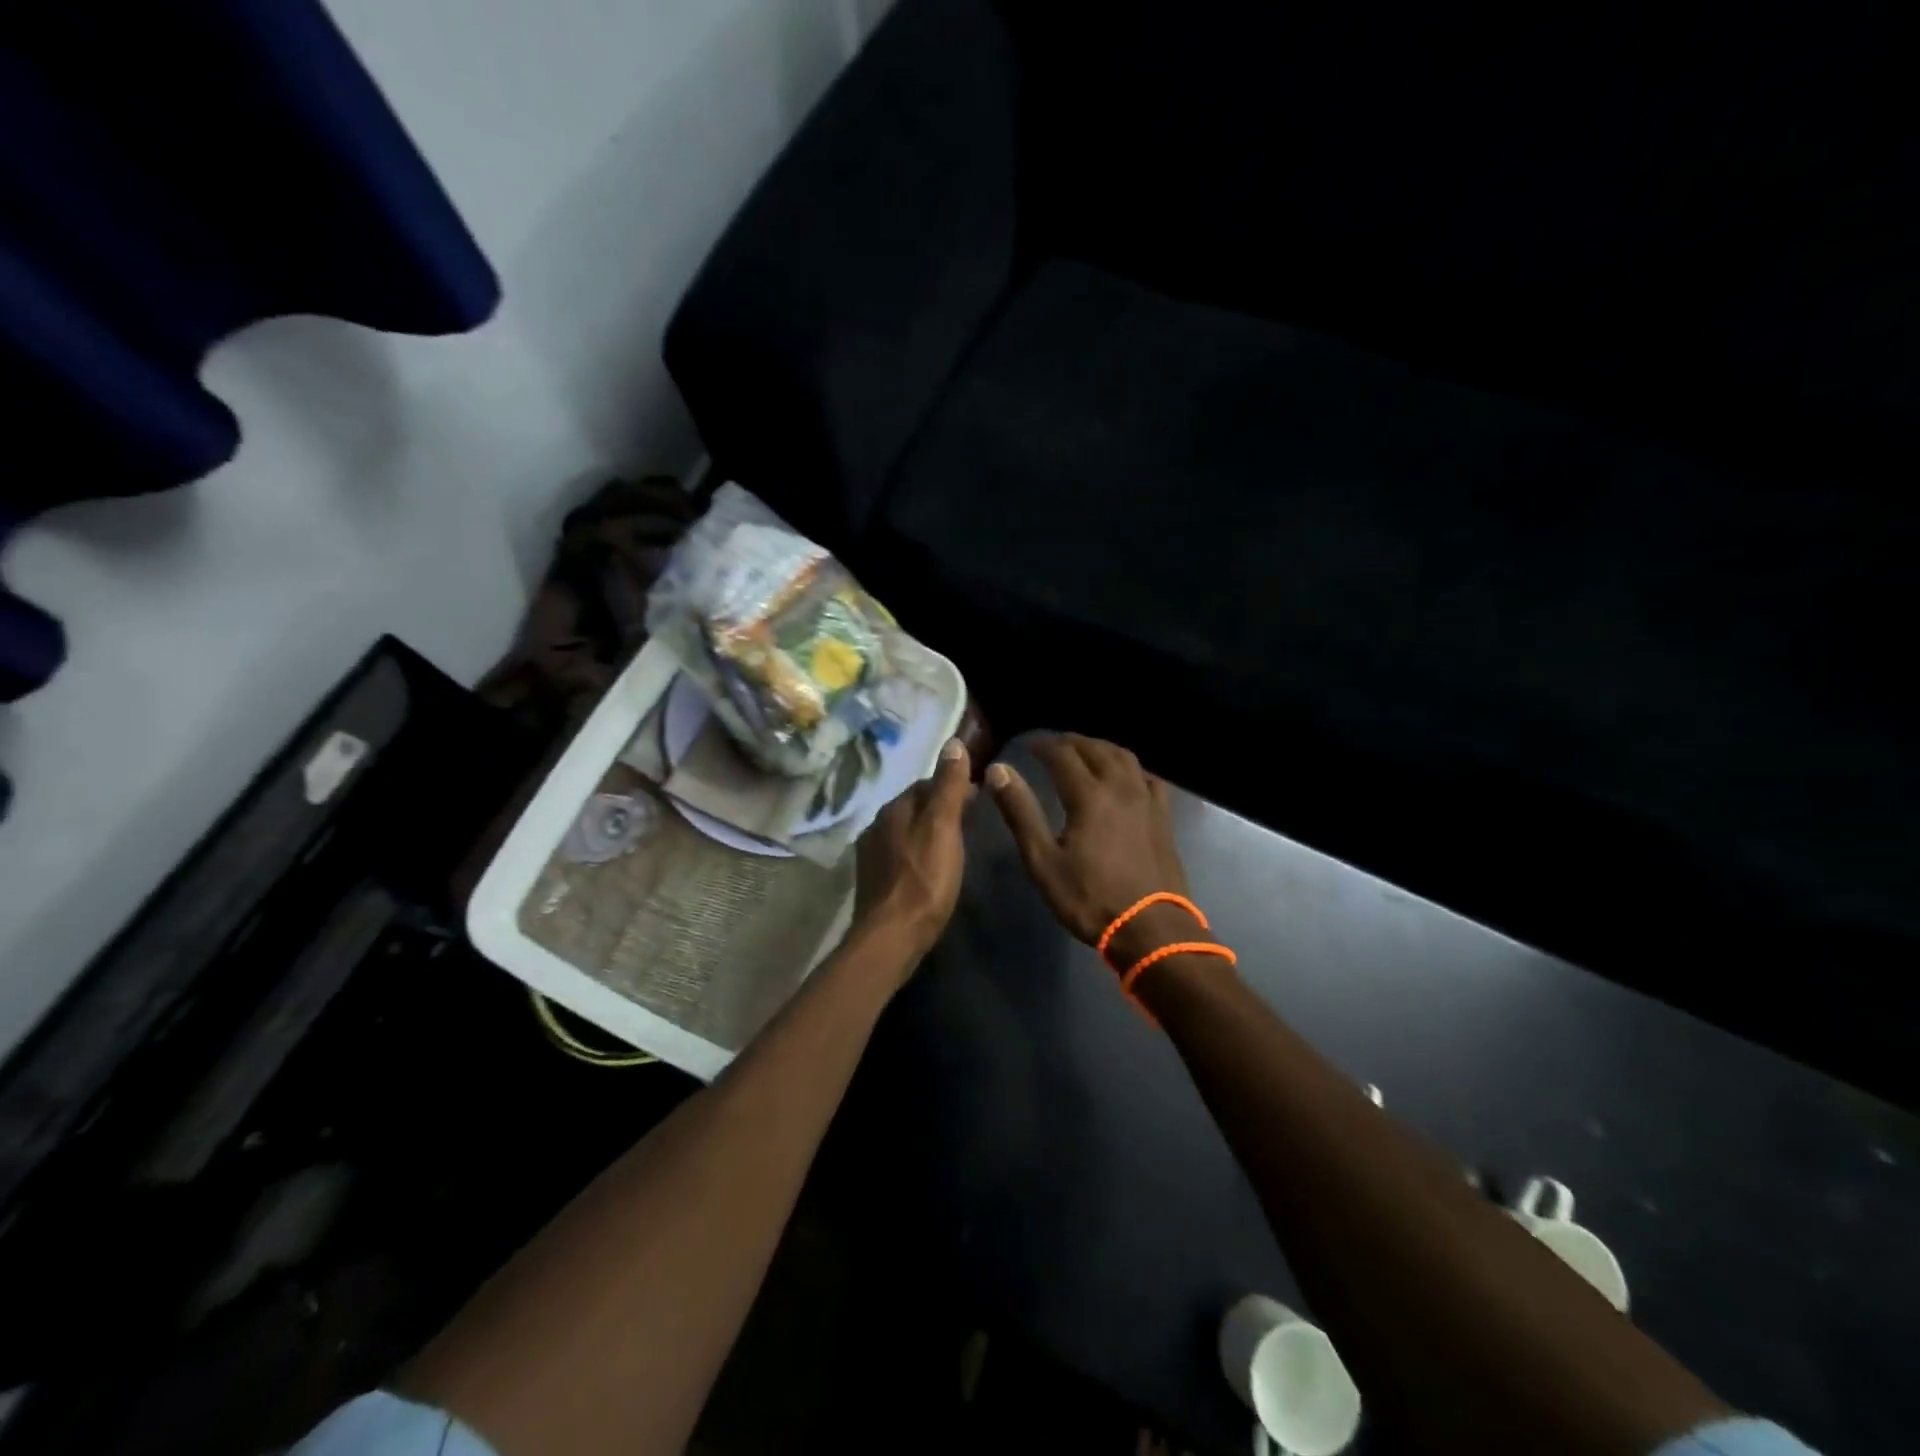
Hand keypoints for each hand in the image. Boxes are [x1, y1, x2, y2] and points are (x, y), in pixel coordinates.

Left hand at [855, 738, 974, 967]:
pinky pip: (898, 854)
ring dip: (926, 830)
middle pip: (913, 806)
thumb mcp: (944, 827)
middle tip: (969, 820)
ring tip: (952, 844)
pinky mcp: (873, 880)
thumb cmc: (925, 879)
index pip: (925, 783)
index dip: (951, 786)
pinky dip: (916, 853)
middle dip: (938, 807)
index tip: (977, 795)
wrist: (892, 936)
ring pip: (905, 830)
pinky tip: (929, 868)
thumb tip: (953, 742)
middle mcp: (877, 825)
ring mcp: (871, 854)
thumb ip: (949, 786)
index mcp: (894, 808)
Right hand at [986, 735, 1192, 963]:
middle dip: (1071, 742)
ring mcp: (1146, 801)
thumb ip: (1021, 812)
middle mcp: (1121, 787)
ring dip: (1101, 748)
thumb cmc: (1090, 898)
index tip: (1027, 744)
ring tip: (1085, 753)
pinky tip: (1125, 776)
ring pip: (1124, 757)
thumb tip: (999, 771)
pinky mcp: (1163, 817)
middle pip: (1096, 749)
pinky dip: (1130, 767)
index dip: (1043, 745)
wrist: (1151, 928)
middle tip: (1052, 745)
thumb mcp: (1043, 861)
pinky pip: (1148, 777)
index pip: (1063, 755)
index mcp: (1089, 795)